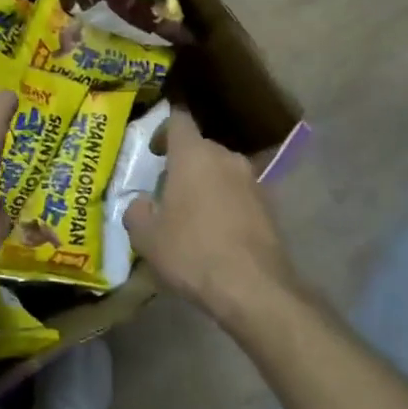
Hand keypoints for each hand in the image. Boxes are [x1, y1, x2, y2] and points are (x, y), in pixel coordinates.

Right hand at [125, 110, 296, 327]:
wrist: (253, 288)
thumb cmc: (192, 252)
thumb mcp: (147, 238)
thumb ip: (137, 212)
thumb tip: (141, 204)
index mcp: (193, 154)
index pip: (179, 120)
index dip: (164, 131)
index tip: (154, 151)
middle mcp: (226, 157)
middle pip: (201, 148)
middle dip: (184, 164)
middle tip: (168, 191)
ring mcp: (252, 180)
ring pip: (222, 172)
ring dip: (207, 185)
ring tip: (193, 216)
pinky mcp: (270, 206)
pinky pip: (240, 195)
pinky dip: (227, 205)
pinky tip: (218, 233)